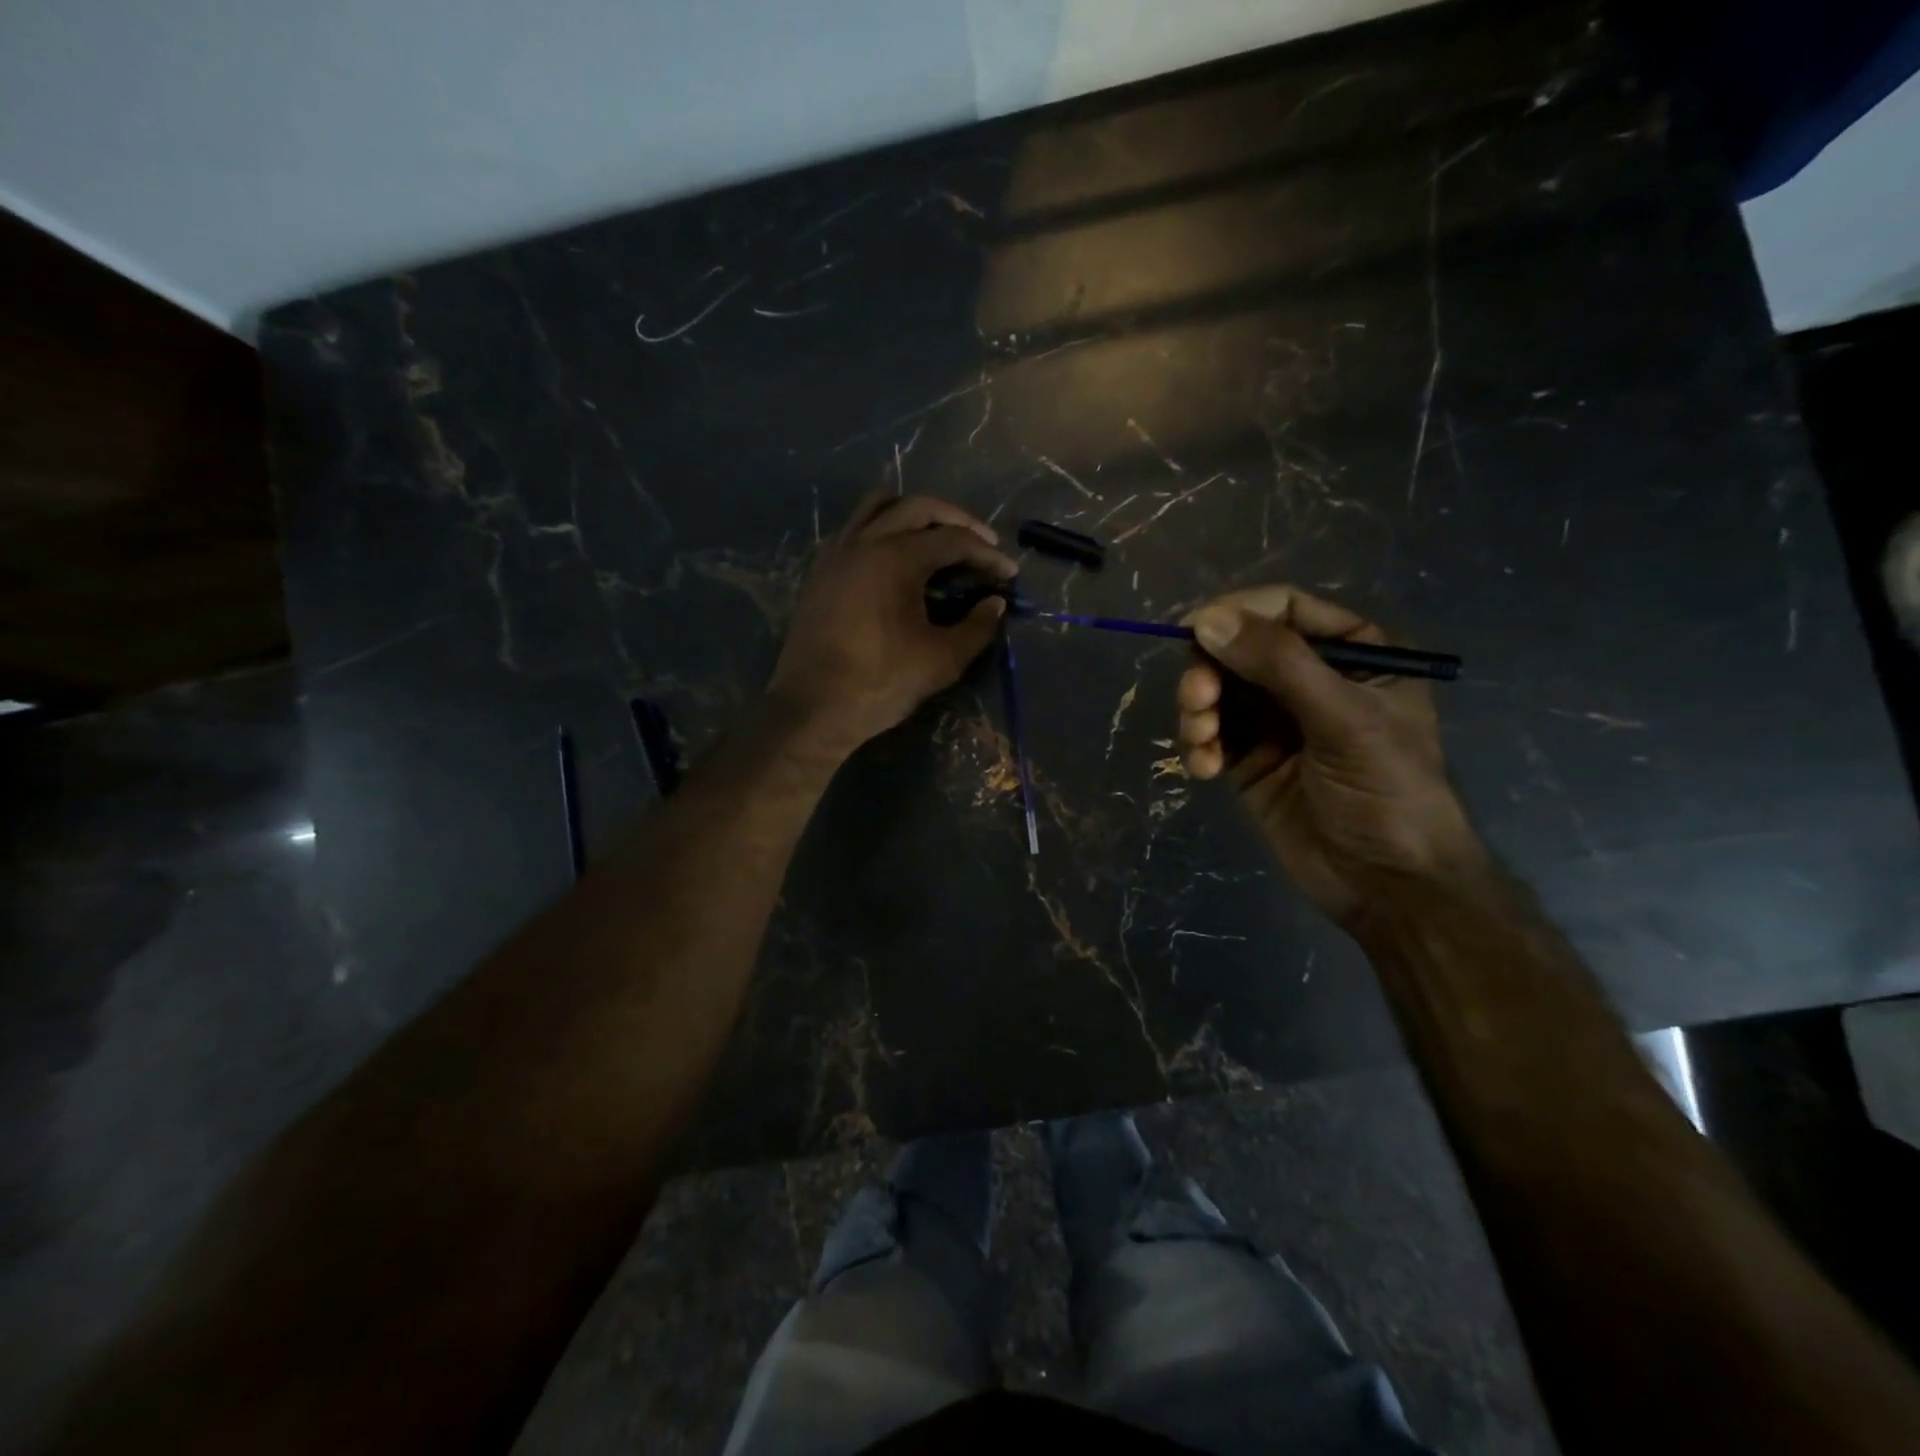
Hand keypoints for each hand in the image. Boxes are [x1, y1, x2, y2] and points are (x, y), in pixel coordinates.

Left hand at [768, 490, 1016, 758]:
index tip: (1009, 573)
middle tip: (981, 543)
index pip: (954, 540)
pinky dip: (881, 528)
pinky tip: (894, 557)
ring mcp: (837, 552)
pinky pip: (854, 528)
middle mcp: (865, 542)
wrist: (812, 706)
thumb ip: (976, 628)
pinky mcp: (821, 570)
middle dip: (956, 520)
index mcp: (896, 558)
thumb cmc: (880, 682)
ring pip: (878, 507)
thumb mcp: (941, 661)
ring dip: (913, 514)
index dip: (987, 555)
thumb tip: (995, 604)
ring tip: (936, 536)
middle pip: (918, 508)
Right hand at [1177, 586, 1486, 926]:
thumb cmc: (1388, 792)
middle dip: (1209, 672)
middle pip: (1239, 648)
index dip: (1237, 613)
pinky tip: (1203, 769)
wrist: (1387, 885)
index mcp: (1353, 653)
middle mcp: (1310, 678)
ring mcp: (1276, 720)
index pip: (1285, 609)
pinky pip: (1210, 733)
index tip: (1194, 631)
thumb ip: (1279, 664)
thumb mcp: (1344, 719)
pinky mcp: (1249, 759)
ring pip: (1217, 690)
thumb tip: (1206, 620)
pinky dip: (1198, 744)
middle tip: (1197, 701)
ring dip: (1198, 710)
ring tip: (1202, 741)